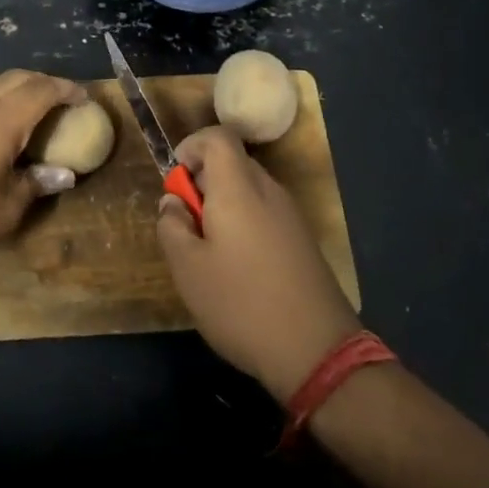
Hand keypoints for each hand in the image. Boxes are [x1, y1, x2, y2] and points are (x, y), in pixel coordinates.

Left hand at [0, 47, 85, 281]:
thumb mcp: (6, 211)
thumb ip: (36, 184)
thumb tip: (64, 173)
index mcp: (3, 121)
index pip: (43, 91)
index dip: (66, 90)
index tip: (84, 99)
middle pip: (16, 79)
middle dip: (43, 84)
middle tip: (60, 102)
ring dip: (9, 83)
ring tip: (24, 96)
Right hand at [156, 125, 361, 402]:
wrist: (316, 350)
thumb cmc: (240, 303)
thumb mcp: (187, 268)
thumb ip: (171, 226)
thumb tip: (173, 202)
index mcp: (238, 188)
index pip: (218, 137)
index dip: (191, 147)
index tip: (175, 183)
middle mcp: (269, 192)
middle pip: (232, 164)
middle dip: (202, 183)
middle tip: (186, 225)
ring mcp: (291, 216)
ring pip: (248, 191)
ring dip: (222, 207)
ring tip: (207, 253)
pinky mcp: (302, 241)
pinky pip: (265, 214)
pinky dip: (243, 225)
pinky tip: (237, 270)